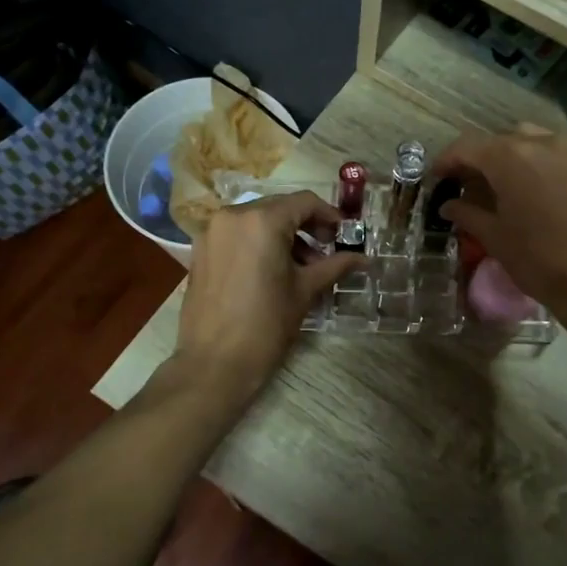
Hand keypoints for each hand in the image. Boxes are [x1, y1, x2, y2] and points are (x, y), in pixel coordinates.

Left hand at [175, 191, 364, 398]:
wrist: (214, 363)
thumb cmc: (266, 325)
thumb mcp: (305, 291)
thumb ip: (335, 266)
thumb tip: (365, 258)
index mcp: (262, 220)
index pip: (304, 202)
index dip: (329, 216)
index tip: (344, 236)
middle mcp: (233, 215)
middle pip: (279, 208)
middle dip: (306, 226)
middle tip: (327, 250)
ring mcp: (212, 232)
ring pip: (257, 220)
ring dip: (283, 235)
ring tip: (302, 266)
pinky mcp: (200, 250)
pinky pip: (237, 234)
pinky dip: (259, 243)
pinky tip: (272, 270)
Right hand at [434, 125, 566, 320]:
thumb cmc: (537, 260)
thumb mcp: (494, 237)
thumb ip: (466, 213)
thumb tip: (448, 205)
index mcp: (511, 158)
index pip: (468, 147)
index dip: (446, 160)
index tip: (435, 177)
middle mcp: (541, 143)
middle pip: (498, 141)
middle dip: (477, 159)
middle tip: (463, 182)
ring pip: (528, 140)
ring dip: (507, 155)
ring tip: (498, 181)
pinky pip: (554, 150)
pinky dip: (535, 160)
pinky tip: (530, 184)